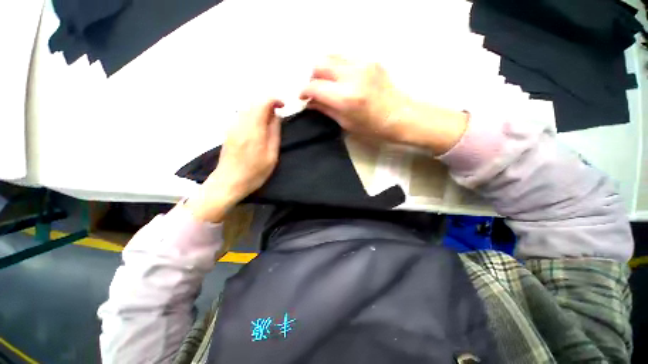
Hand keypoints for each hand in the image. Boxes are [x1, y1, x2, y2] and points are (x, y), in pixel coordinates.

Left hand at [184, 100, 283, 222]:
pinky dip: (253, 116)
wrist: (229, 182)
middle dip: (268, 105)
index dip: (274, 100)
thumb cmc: (254, 172)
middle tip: (278, 117)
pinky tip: (258, 129)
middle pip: (254, 103)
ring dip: (260, 111)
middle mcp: (240, 123)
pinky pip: (242, 116)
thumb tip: (276, 116)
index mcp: (253, 129)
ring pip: (247, 109)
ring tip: (270, 124)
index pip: (262, 103)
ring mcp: (232, 127)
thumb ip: (274, 133)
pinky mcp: (229, 131)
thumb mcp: (271, 155)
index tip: (283, 106)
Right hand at [300, 55, 467, 153]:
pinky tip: (341, 79)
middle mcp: (352, 76)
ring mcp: (362, 64)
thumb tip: (310, 102)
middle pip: (319, 64)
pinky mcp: (370, 60)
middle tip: (315, 91)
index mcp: (346, 97)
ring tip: (327, 84)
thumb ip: (326, 110)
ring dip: (324, 69)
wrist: (401, 116)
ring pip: (331, 56)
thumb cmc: (373, 127)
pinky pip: (345, 57)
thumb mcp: (346, 123)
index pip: (315, 87)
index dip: (304, 92)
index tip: (303, 98)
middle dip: (312, 78)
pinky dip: (337, 66)